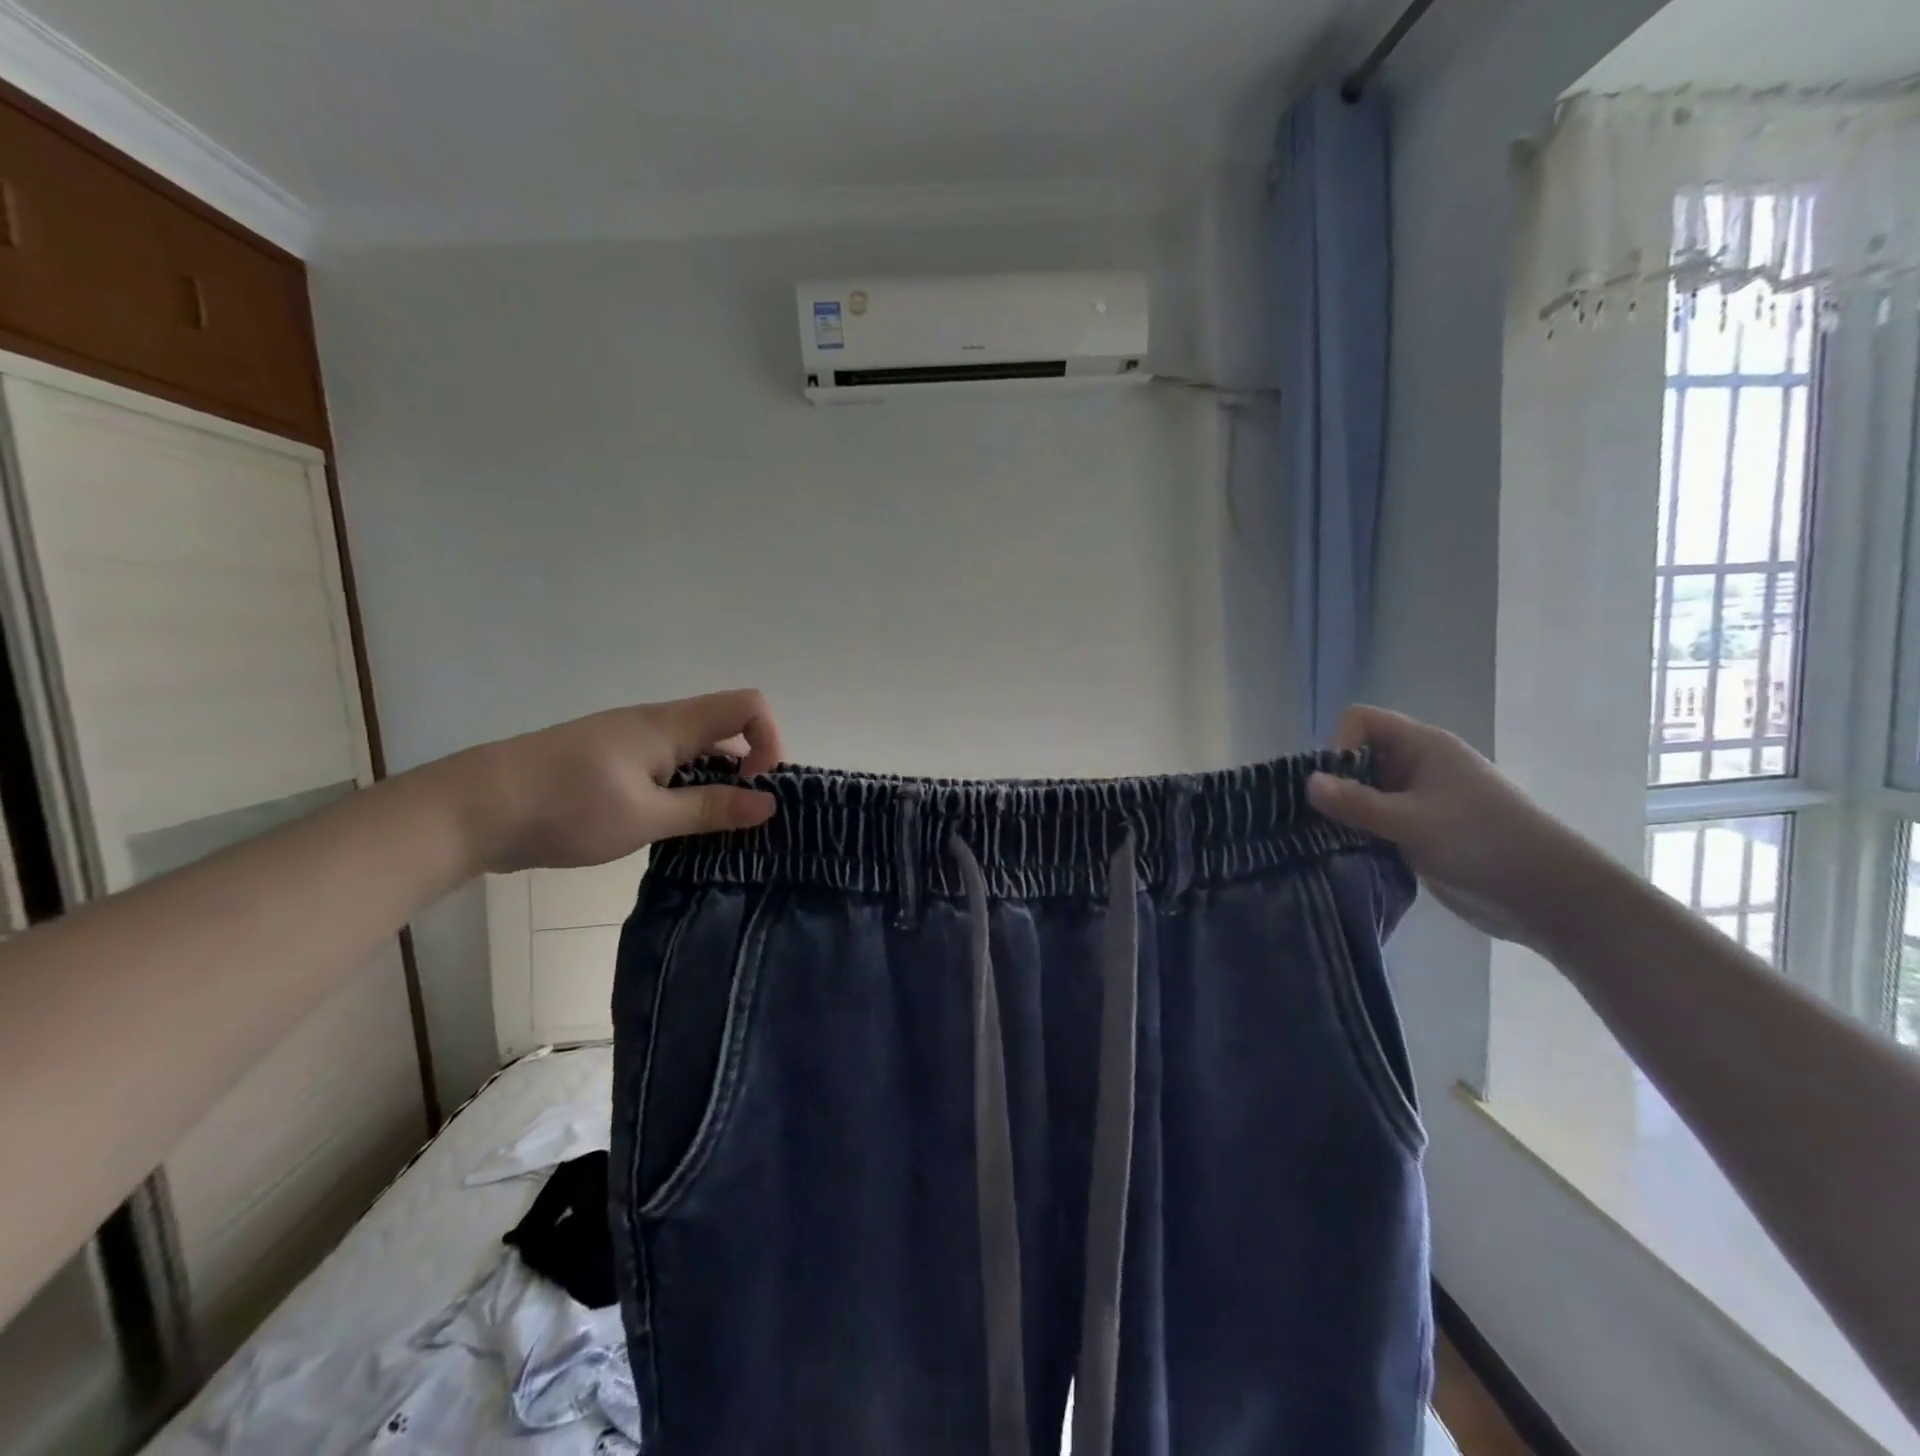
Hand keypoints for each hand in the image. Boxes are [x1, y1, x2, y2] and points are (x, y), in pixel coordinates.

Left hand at [448, 690, 784, 874]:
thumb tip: (770, 803)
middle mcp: (655, 723)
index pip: (748, 706)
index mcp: (669, 726)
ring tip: (711, 830)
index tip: (758, 789)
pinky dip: (684, 789)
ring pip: (695, 749)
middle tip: (743, 818)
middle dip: (748, 767)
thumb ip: (710, 808)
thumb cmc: (566, 808)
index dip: (769, 741)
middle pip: (725, 727)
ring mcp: (629, 741)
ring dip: (715, 783)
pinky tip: (671, 827)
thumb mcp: (647, 817)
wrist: (472, 809)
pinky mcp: (610, 762)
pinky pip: (666, 766)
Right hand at [1306, 705, 1599, 948]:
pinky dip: (1360, 834)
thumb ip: (1357, 803)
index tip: (1338, 785)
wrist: (1548, 896)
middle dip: (1336, 784)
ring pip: (1364, 792)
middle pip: (1357, 757)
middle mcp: (1418, 766)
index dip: (1341, 745)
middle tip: (1325, 818)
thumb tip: (1306, 783)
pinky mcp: (1419, 832)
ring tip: (1332, 840)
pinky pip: (1376, 821)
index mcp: (1423, 747)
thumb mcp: (1413, 821)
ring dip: (1346, 814)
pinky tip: (1351, 855)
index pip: (1361, 721)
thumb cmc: (1483, 843)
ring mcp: (1420, 800)